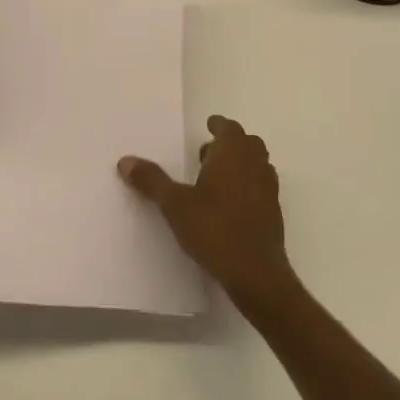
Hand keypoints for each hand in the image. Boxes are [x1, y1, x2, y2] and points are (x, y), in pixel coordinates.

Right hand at [119, 116, 300, 315]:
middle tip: (207, 153)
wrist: (256, 274)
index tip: (209, 125)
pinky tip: (229, 204)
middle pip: (249, 143)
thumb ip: (152, 181)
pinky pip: (262, 186)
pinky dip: (248, 184)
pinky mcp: (273, 214)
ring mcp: (268, 190)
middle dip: (231, 143)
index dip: (219, 125)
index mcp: (232, 156)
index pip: (230, 128)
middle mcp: (254, 167)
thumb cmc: (214, 230)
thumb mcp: (175, 205)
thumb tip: (125, 161)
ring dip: (241, 163)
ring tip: (216, 177)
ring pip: (258, 164)